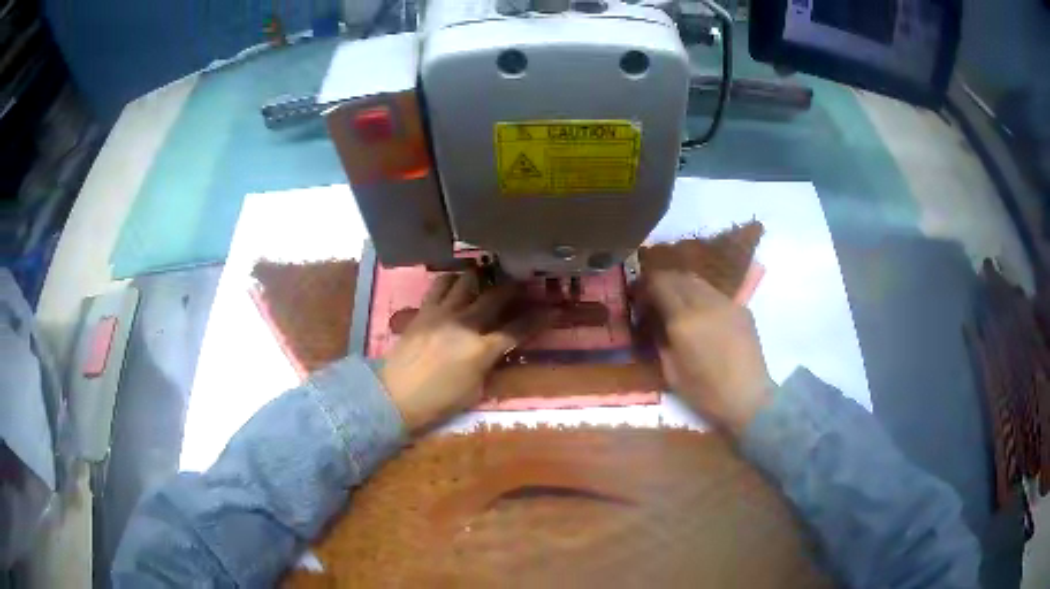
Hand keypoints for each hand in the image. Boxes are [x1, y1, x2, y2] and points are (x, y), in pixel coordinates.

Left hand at [380, 272, 541, 432]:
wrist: (395, 395)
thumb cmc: (437, 402)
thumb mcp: (474, 391)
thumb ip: (488, 365)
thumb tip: (494, 349)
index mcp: (481, 350)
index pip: (517, 329)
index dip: (539, 318)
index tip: (553, 309)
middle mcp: (465, 324)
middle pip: (497, 296)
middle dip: (515, 287)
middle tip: (524, 281)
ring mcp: (442, 313)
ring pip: (468, 281)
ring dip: (482, 277)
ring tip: (489, 275)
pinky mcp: (424, 310)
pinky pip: (440, 285)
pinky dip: (452, 280)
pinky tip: (457, 282)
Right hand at [644, 271, 773, 435]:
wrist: (748, 398)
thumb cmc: (705, 393)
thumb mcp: (670, 371)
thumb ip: (659, 339)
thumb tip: (652, 320)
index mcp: (683, 320)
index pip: (658, 284)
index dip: (643, 286)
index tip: (636, 297)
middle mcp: (705, 303)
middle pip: (677, 276)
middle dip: (661, 282)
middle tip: (653, 298)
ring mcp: (726, 303)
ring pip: (697, 281)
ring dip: (681, 286)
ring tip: (676, 304)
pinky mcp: (741, 308)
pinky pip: (715, 293)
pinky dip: (701, 296)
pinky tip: (701, 316)